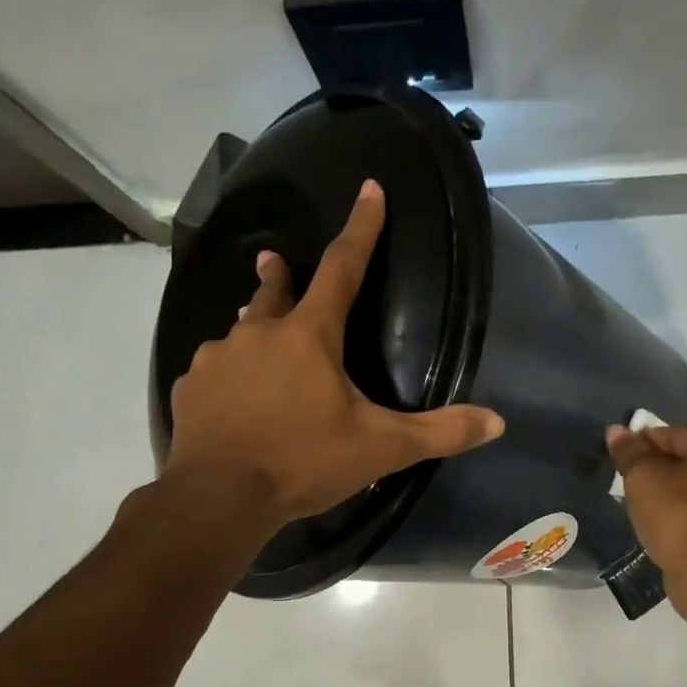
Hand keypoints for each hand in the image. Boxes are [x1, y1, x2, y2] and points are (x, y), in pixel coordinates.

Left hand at [165, 181, 503, 524]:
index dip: (361, 228)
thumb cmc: (304, 462)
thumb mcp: (381, 449)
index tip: (369, 190)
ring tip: (259, 345)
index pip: (343, 269)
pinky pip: (215, 372)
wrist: (220, 497)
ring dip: (254, 332)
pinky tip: (234, 401)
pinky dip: (230, 378)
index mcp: (309, 336)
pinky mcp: (190, 389)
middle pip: (274, 293)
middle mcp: (258, 334)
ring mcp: (217, 360)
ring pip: (241, 334)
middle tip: (278, 263)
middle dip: (281, 276)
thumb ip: (439, 433)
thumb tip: (496, 422)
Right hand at [607, 423, 686, 577]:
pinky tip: (664, 525)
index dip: (642, 445)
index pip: (673, 435)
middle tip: (630, 484)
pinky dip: (684, 514)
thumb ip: (630, 452)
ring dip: (672, 492)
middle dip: (659, 468)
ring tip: (644, 506)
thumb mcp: (643, 477)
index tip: (620, 461)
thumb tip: (616, 431)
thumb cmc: (676, 514)